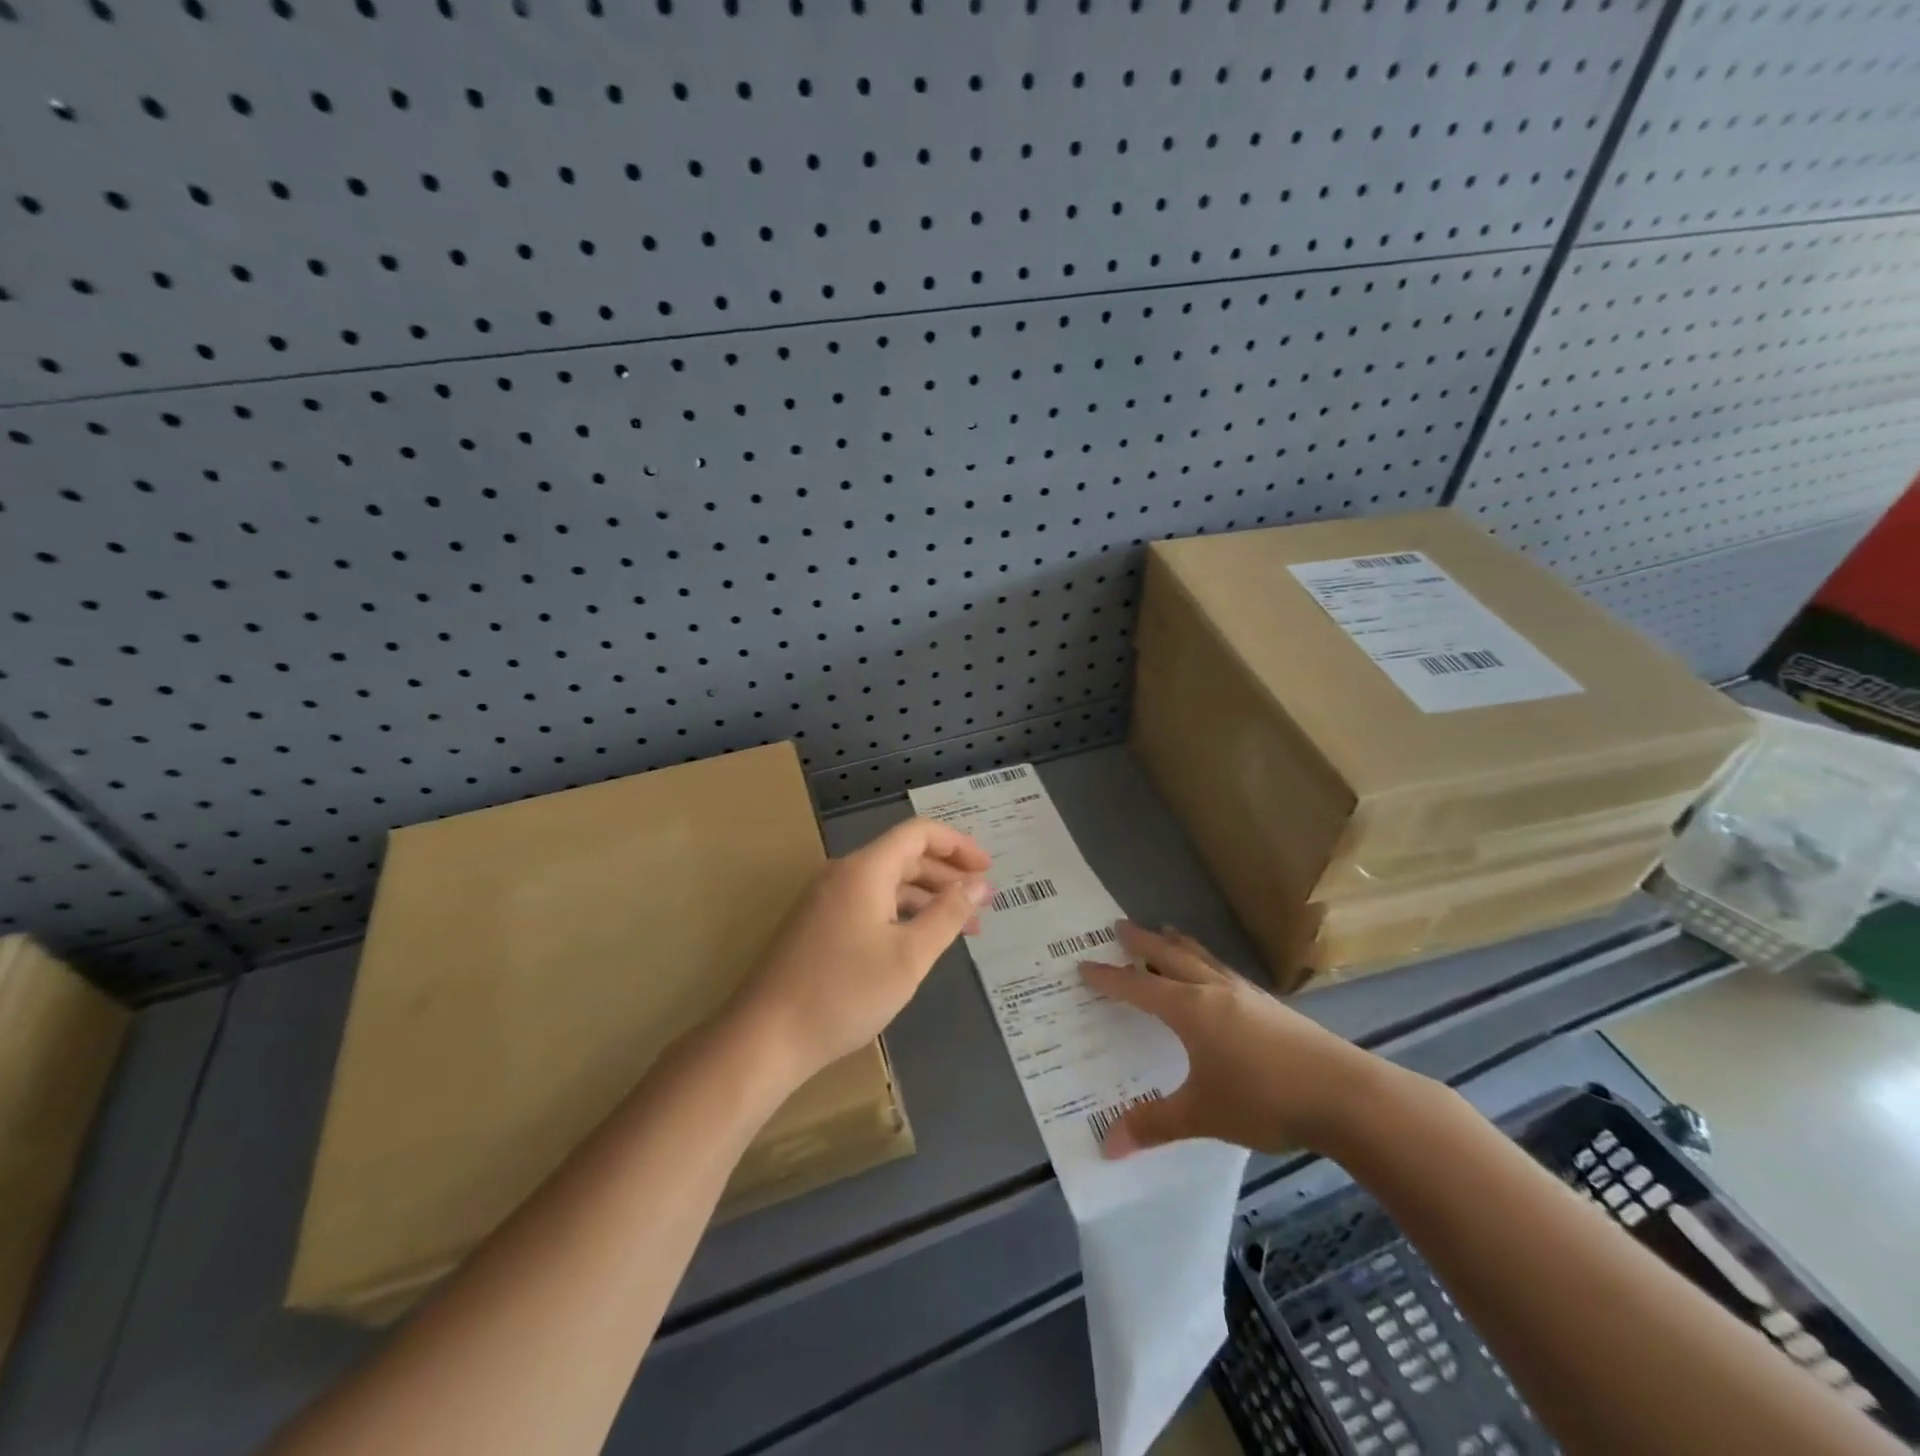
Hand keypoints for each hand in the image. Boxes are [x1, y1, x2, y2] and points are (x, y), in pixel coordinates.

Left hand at [731, 817, 991, 1087]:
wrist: (766, 1037)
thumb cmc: (844, 993)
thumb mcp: (909, 956)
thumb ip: (947, 915)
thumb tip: (978, 884)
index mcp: (865, 870)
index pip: (918, 833)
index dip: (957, 845)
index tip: (988, 870)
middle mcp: (843, 874)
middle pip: (904, 857)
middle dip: (947, 876)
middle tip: (982, 904)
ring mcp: (826, 900)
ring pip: (887, 884)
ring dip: (926, 899)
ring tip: (962, 928)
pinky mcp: (817, 925)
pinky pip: (869, 903)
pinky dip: (900, 914)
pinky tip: (919, 941)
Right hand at [1080, 922, 1391, 1157]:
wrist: (1343, 1094)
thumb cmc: (1263, 1098)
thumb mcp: (1203, 1115)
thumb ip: (1154, 1124)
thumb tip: (1106, 1146)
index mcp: (1189, 1009)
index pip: (1138, 987)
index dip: (1109, 978)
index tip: (1083, 964)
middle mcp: (1213, 991)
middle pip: (1170, 956)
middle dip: (1142, 942)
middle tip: (1118, 925)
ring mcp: (1245, 994)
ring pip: (1202, 958)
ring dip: (1178, 944)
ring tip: (1166, 931)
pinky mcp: (1270, 1005)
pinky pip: (1224, 971)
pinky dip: (1206, 963)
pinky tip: (1216, 976)